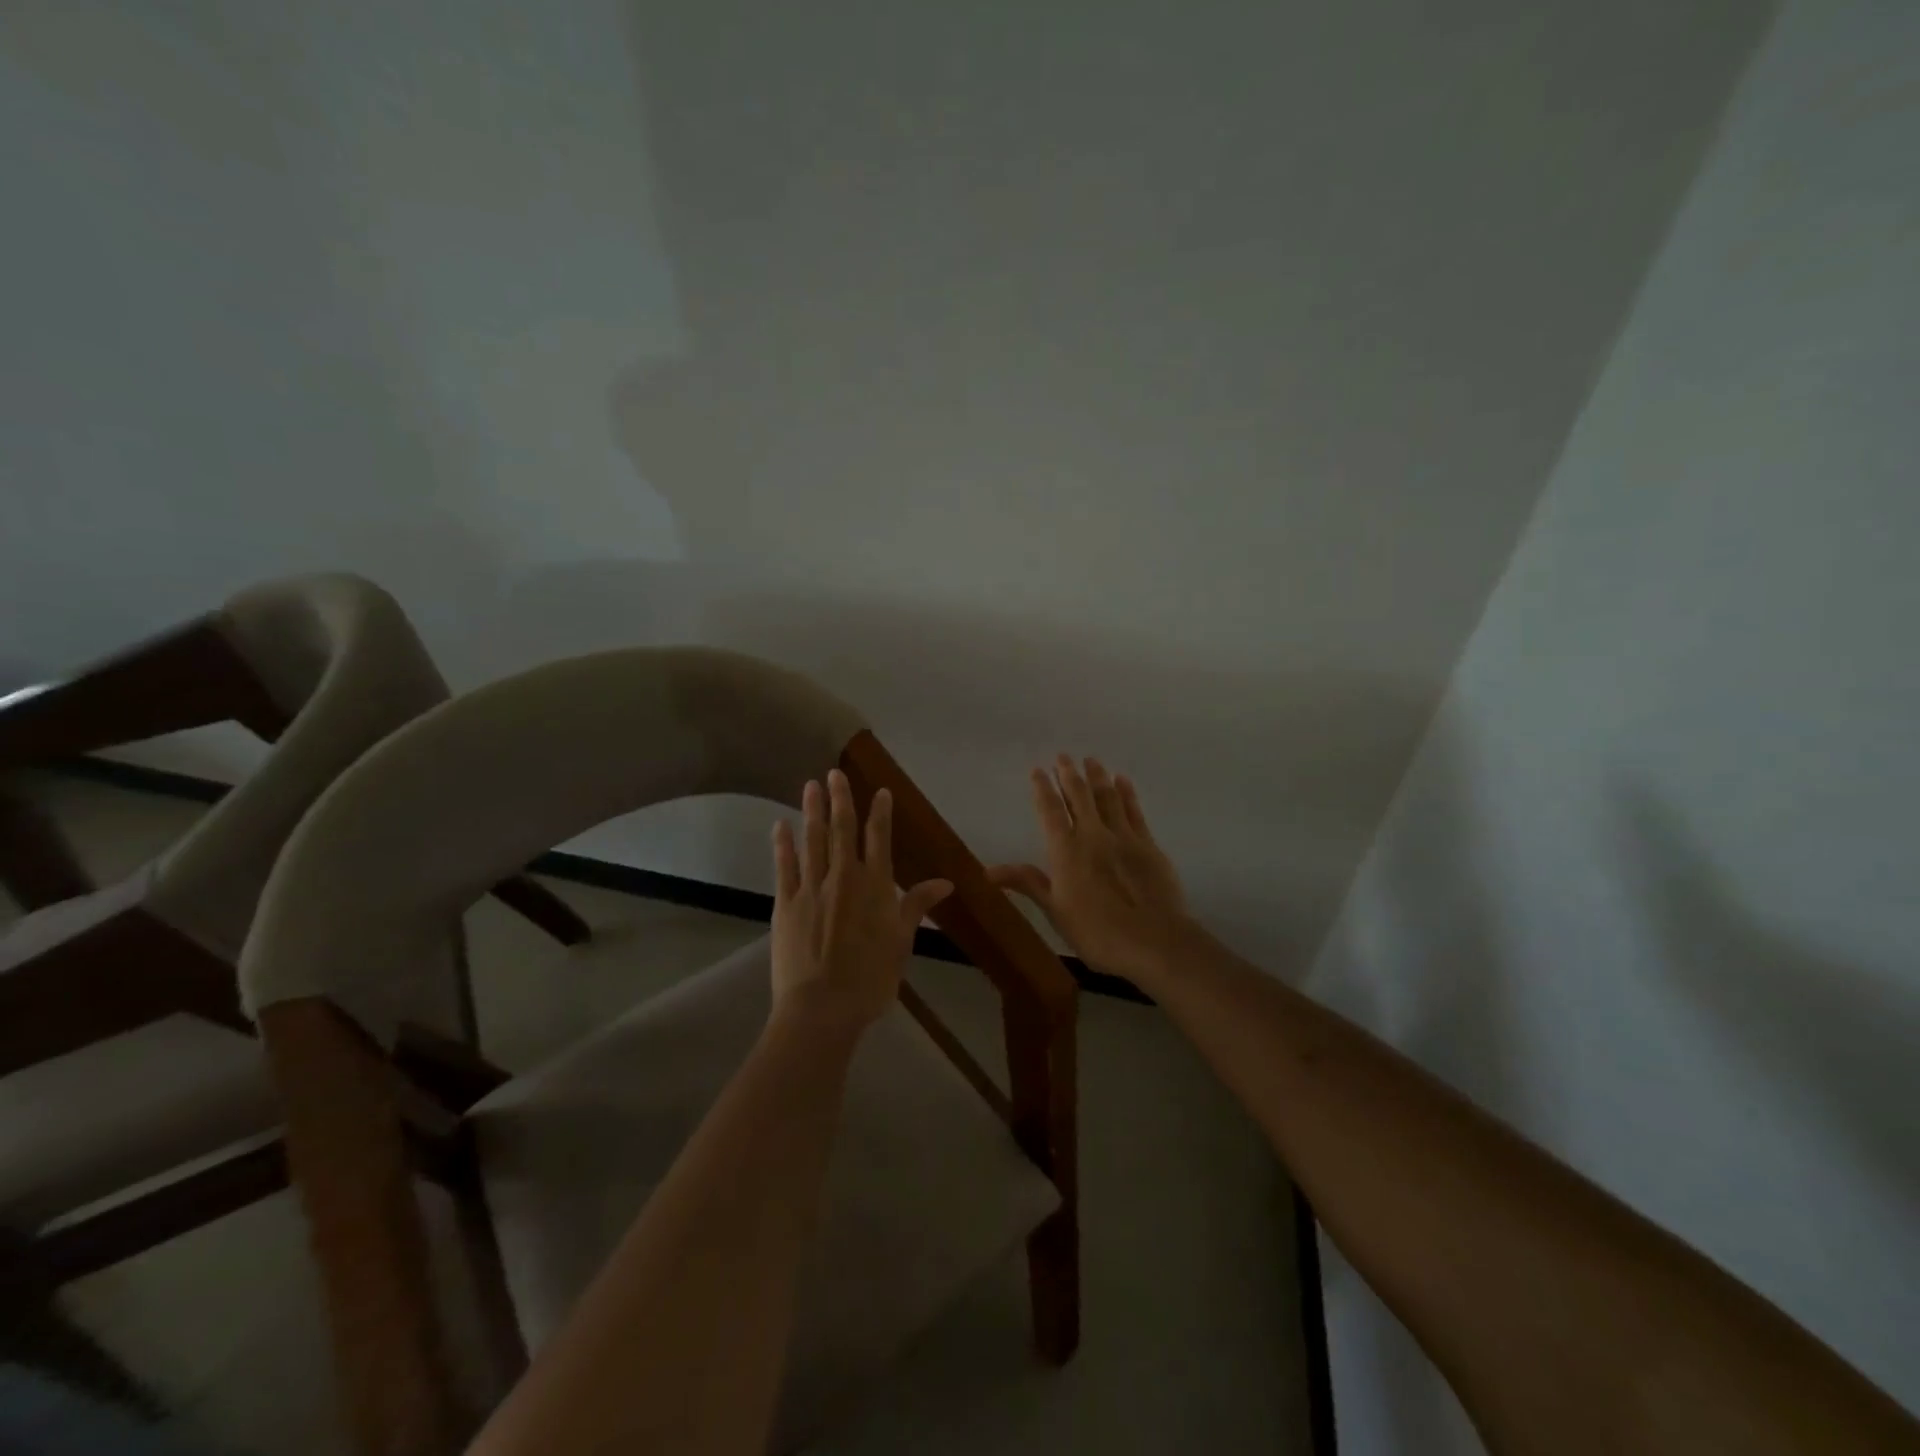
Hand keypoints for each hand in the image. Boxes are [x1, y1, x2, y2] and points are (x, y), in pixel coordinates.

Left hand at [770, 769, 953, 1032]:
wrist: (822, 1007)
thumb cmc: (871, 979)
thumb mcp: (902, 942)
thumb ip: (917, 905)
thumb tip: (946, 882)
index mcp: (875, 886)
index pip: (879, 838)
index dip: (880, 813)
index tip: (880, 791)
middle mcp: (844, 877)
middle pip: (842, 830)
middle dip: (840, 799)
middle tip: (833, 774)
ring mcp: (812, 888)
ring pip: (813, 840)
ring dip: (812, 812)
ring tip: (810, 786)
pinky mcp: (786, 903)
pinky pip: (784, 866)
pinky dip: (783, 844)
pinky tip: (780, 825)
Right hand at [988, 755, 1193, 987]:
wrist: (1154, 941)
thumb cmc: (1097, 932)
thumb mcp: (1055, 911)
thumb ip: (1028, 883)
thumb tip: (988, 870)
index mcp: (1066, 851)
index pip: (1050, 810)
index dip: (1042, 788)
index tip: (1037, 769)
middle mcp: (1093, 835)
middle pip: (1079, 796)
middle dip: (1069, 774)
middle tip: (1063, 756)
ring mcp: (1124, 837)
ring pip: (1107, 797)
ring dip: (1097, 776)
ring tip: (1091, 760)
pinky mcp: (1149, 845)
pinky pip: (1134, 811)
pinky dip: (1127, 793)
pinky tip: (1123, 780)